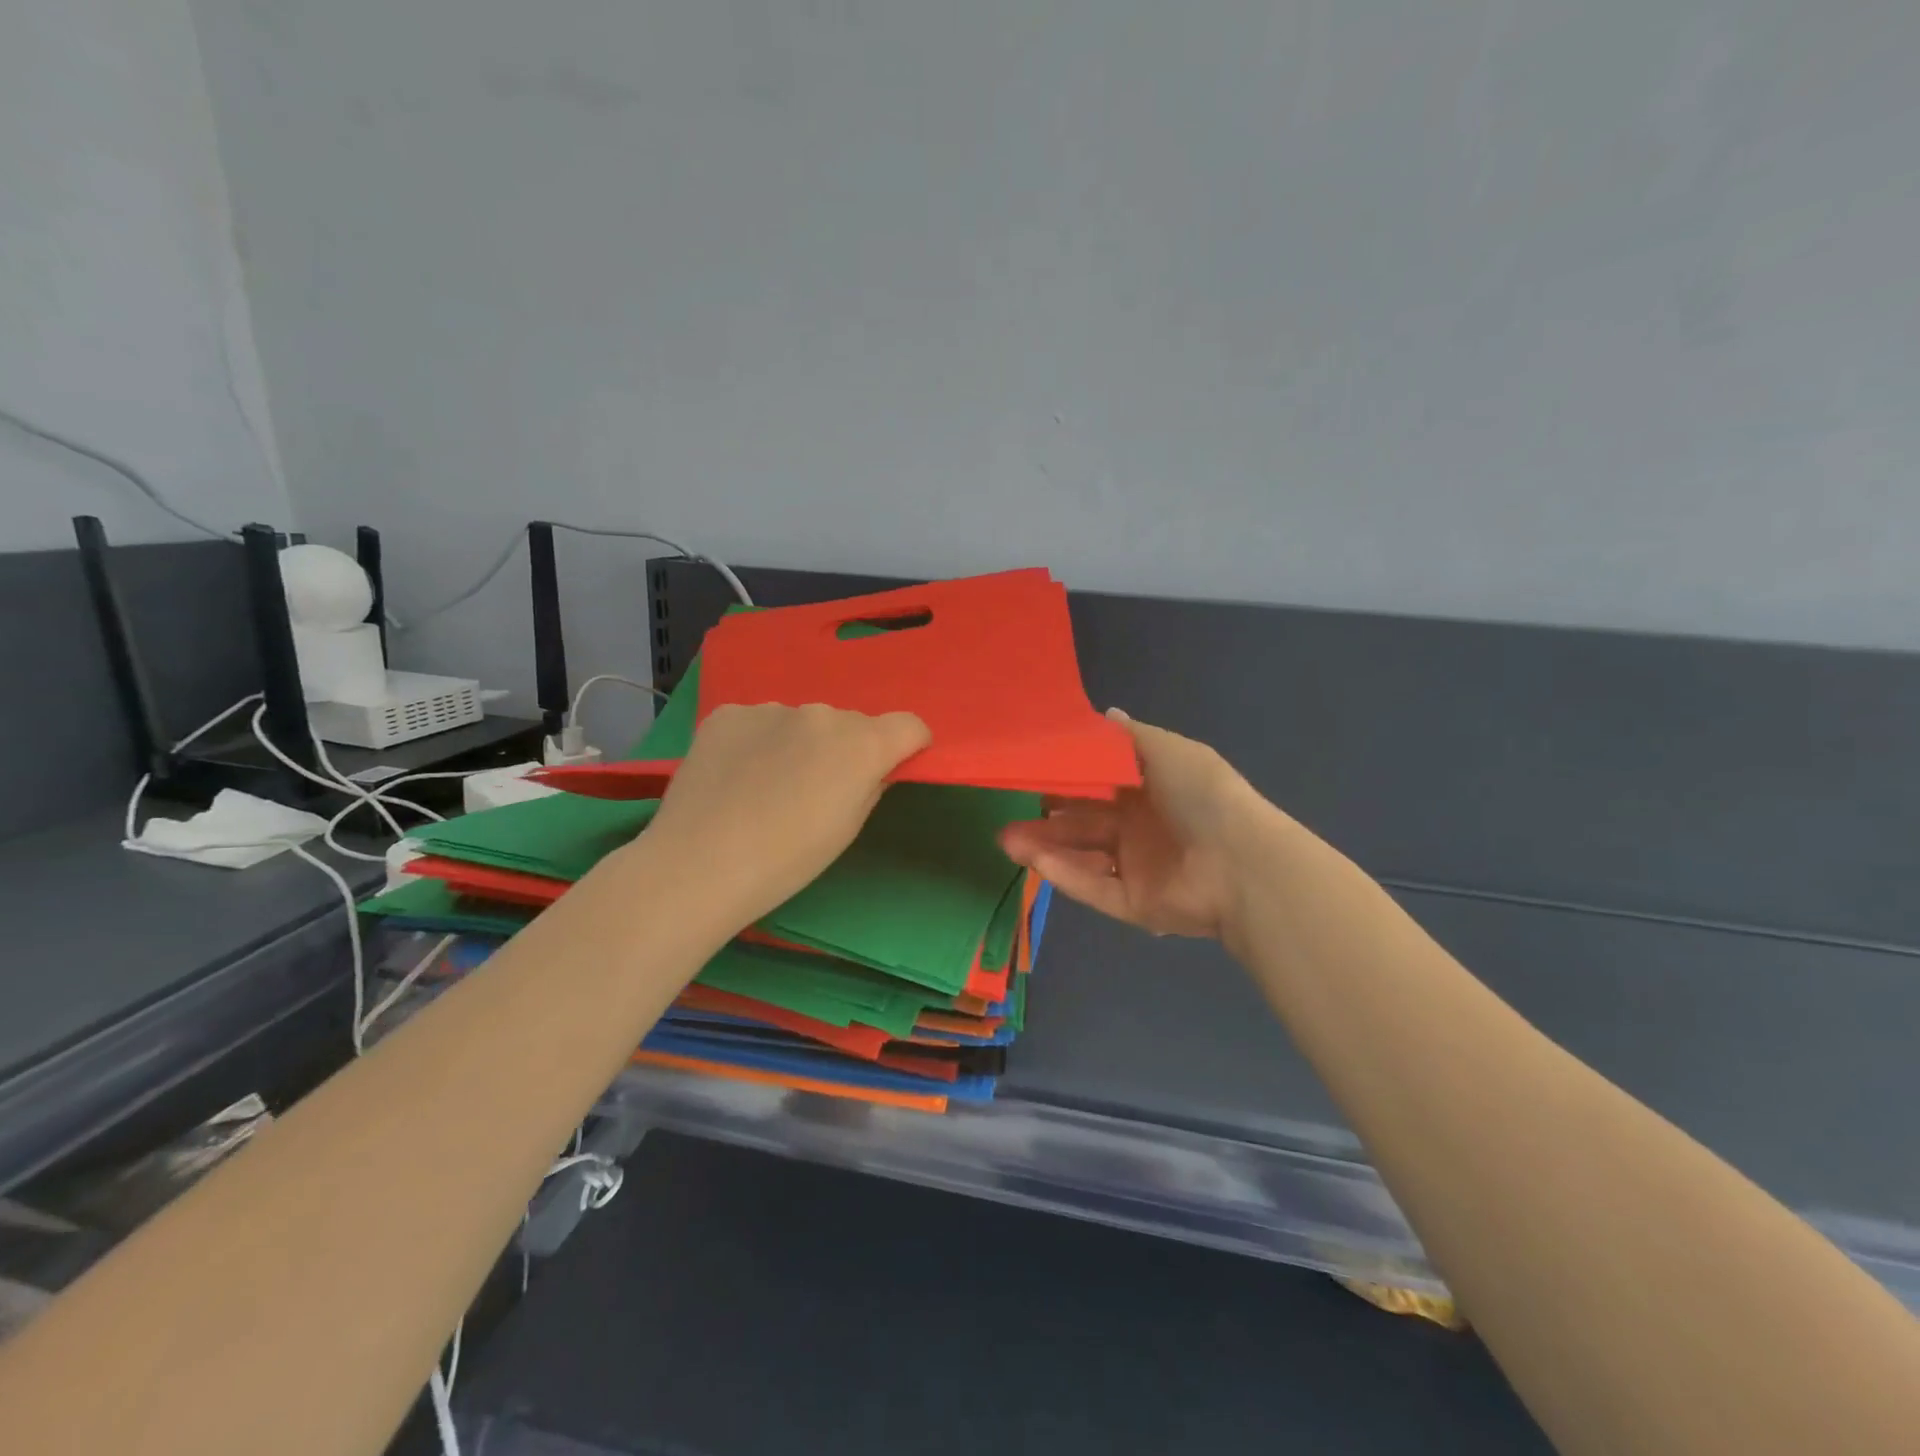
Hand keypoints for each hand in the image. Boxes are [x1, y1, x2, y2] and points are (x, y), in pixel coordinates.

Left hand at [644, 702, 930, 920]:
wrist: (700, 864)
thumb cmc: (788, 860)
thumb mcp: (847, 830)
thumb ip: (871, 786)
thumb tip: (872, 769)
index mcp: (862, 744)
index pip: (909, 725)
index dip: (907, 746)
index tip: (891, 768)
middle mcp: (822, 713)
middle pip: (850, 724)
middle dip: (845, 748)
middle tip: (817, 790)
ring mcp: (771, 708)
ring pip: (801, 722)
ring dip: (798, 743)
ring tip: (767, 786)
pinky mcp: (729, 713)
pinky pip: (758, 722)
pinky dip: (757, 742)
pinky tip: (736, 776)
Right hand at [999, 710, 1265, 939]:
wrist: (1242, 864)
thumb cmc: (1203, 797)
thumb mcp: (1168, 751)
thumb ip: (1130, 736)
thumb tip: (1106, 712)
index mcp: (1151, 790)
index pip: (1099, 784)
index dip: (1067, 779)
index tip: (1031, 772)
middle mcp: (1141, 828)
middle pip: (1084, 823)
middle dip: (1047, 818)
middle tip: (1008, 812)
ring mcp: (1137, 868)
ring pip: (1082, 857)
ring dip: (1045, 847)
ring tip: (1006, 840)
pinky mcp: (1134, 904)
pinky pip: (1094, 888)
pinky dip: (1066, 876)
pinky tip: (1035, 861)